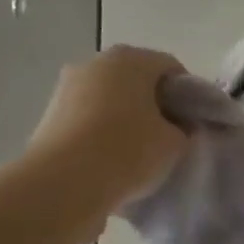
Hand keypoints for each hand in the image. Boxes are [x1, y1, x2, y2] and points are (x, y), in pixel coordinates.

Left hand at [28, 46, 188, 233]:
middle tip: (169, 137)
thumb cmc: (128, 151)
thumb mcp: (175, 143)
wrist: (63, 184)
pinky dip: (102, 134)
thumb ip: (183, 130)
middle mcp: (95, 63)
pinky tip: (112, 162)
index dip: (189, 95)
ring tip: (139, 154)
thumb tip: (177, 128)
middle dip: (155, 105)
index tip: (194, 124)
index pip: (171, 68)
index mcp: (130, 59)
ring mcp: (67, 88)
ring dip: (126, 120)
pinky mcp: (50, 116)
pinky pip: (88, 120)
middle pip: (137, 81)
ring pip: (110, 100)